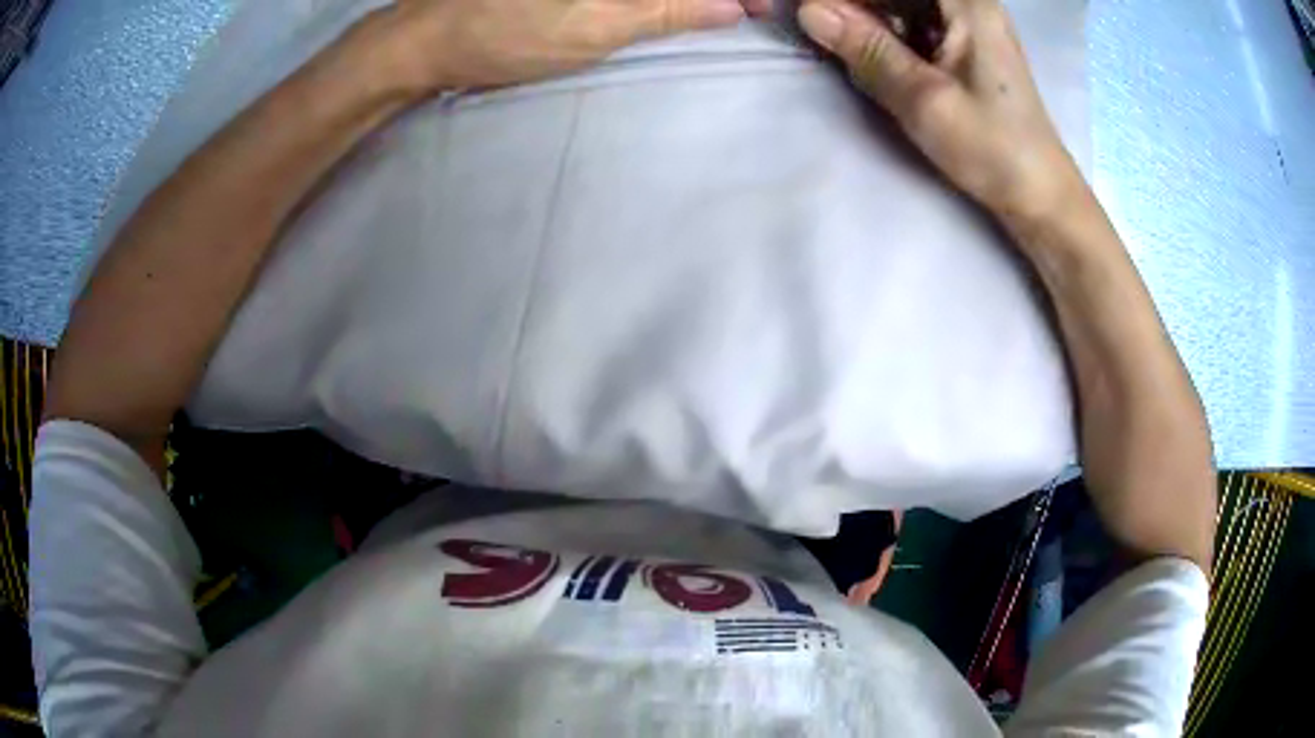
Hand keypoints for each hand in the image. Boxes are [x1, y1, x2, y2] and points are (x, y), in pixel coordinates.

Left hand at [374, 0, 768, 91]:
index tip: (762, 7)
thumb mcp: (596, 26)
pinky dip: (651, 1)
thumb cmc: (507, 34)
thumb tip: (731, 5)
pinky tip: (673, 9)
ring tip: (718, 10)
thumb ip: (668, 10)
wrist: (428, 37)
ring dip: (684, 1)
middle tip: (745, 9)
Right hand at [797, 0, 1083, 219]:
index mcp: (967, 4)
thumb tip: (808, 11)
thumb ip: (868, 49)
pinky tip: (865, 51)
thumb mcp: (925, 100)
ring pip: (898, 4)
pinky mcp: (961, 44)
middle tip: (816, 26)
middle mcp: (967, 3)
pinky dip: (883, 32)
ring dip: (865, 20)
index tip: (811, 13)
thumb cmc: (993, 149)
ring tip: (837, 41)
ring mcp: (965, 23)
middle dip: (853, 7)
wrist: (1038, 193)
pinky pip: (910, 21)